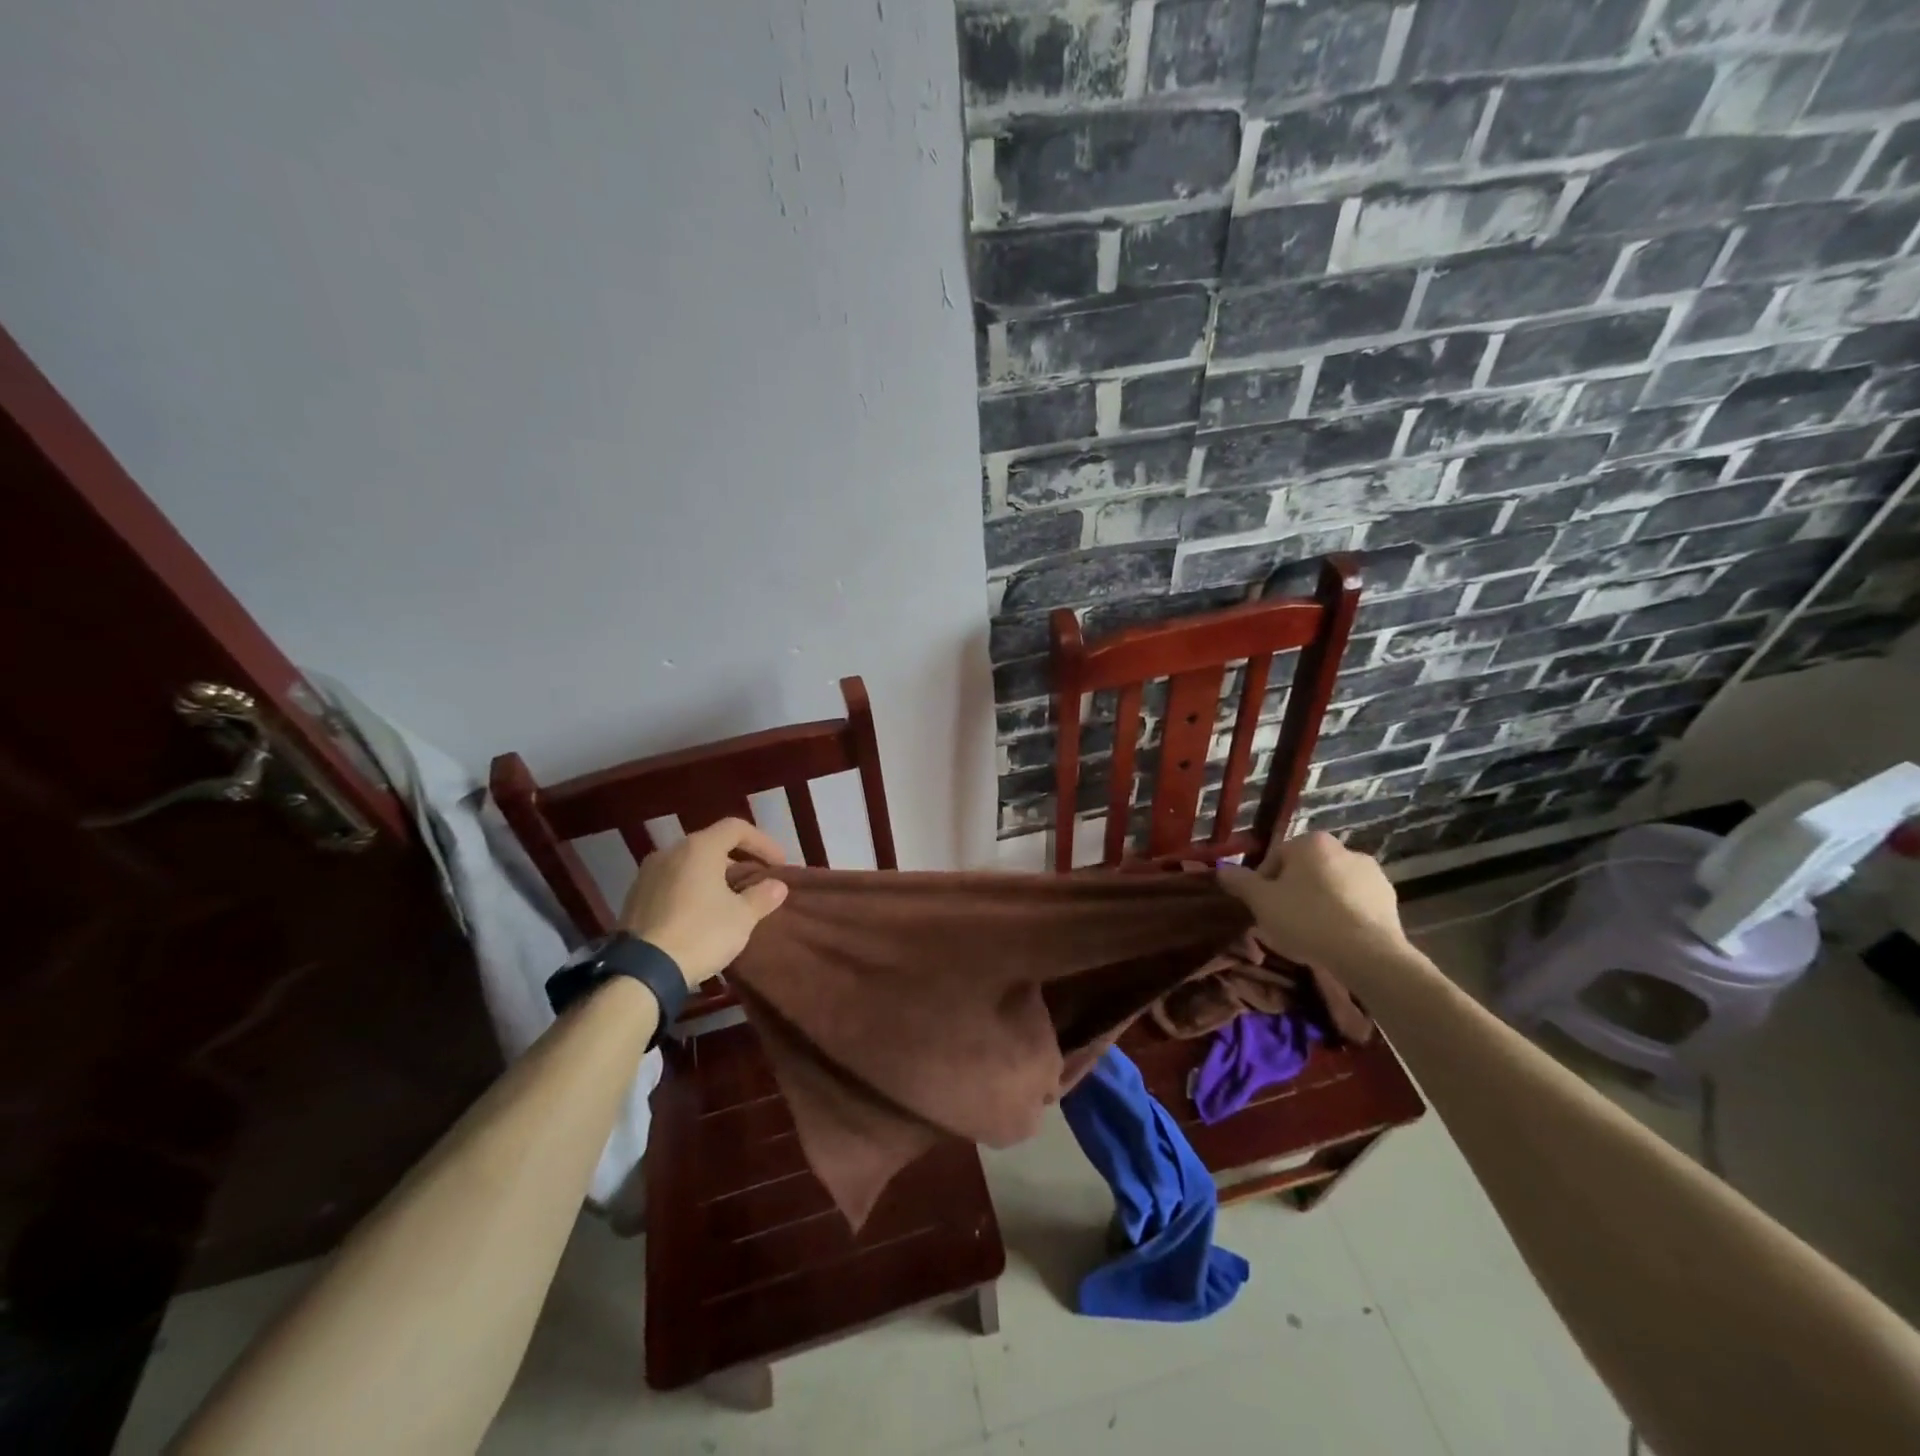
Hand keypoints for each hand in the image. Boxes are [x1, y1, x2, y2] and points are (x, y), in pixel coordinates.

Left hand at [618, 819, 789, 986]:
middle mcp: (670, 852)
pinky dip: (691, 890)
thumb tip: (777, 886)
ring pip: (689, 865)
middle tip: (756, 881)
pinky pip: (671, 883)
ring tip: (729, 900)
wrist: (641, 971)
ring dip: (713, 876)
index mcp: (699, 848)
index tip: (778, 865)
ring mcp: (647, 874)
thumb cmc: (700, 933)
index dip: (763, 842)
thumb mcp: (742, 917)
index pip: (736, 828)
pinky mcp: (634, 898)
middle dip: (738, 860)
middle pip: (711, 844)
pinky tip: (700, 915)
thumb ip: (762, 896)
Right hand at [1217, 831, 1410, 980]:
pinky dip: (1344, 916)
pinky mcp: (1390, 900)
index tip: (1262, 908)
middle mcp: (1345, 848)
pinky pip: (1355, 904)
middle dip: (1294, 891)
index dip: (1264, 883)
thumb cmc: (1307, 919)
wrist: (1368, 954)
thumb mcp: (1261, 901)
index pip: (1276, 857)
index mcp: (1311, 842)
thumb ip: (1239, 882)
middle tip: (1284, 921)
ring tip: (1312, 934)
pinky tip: (1336, 939)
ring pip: (1332, 886)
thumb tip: (1220, 869)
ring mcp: (1372, 874)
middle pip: (1306, 870)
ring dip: (1320, 903)